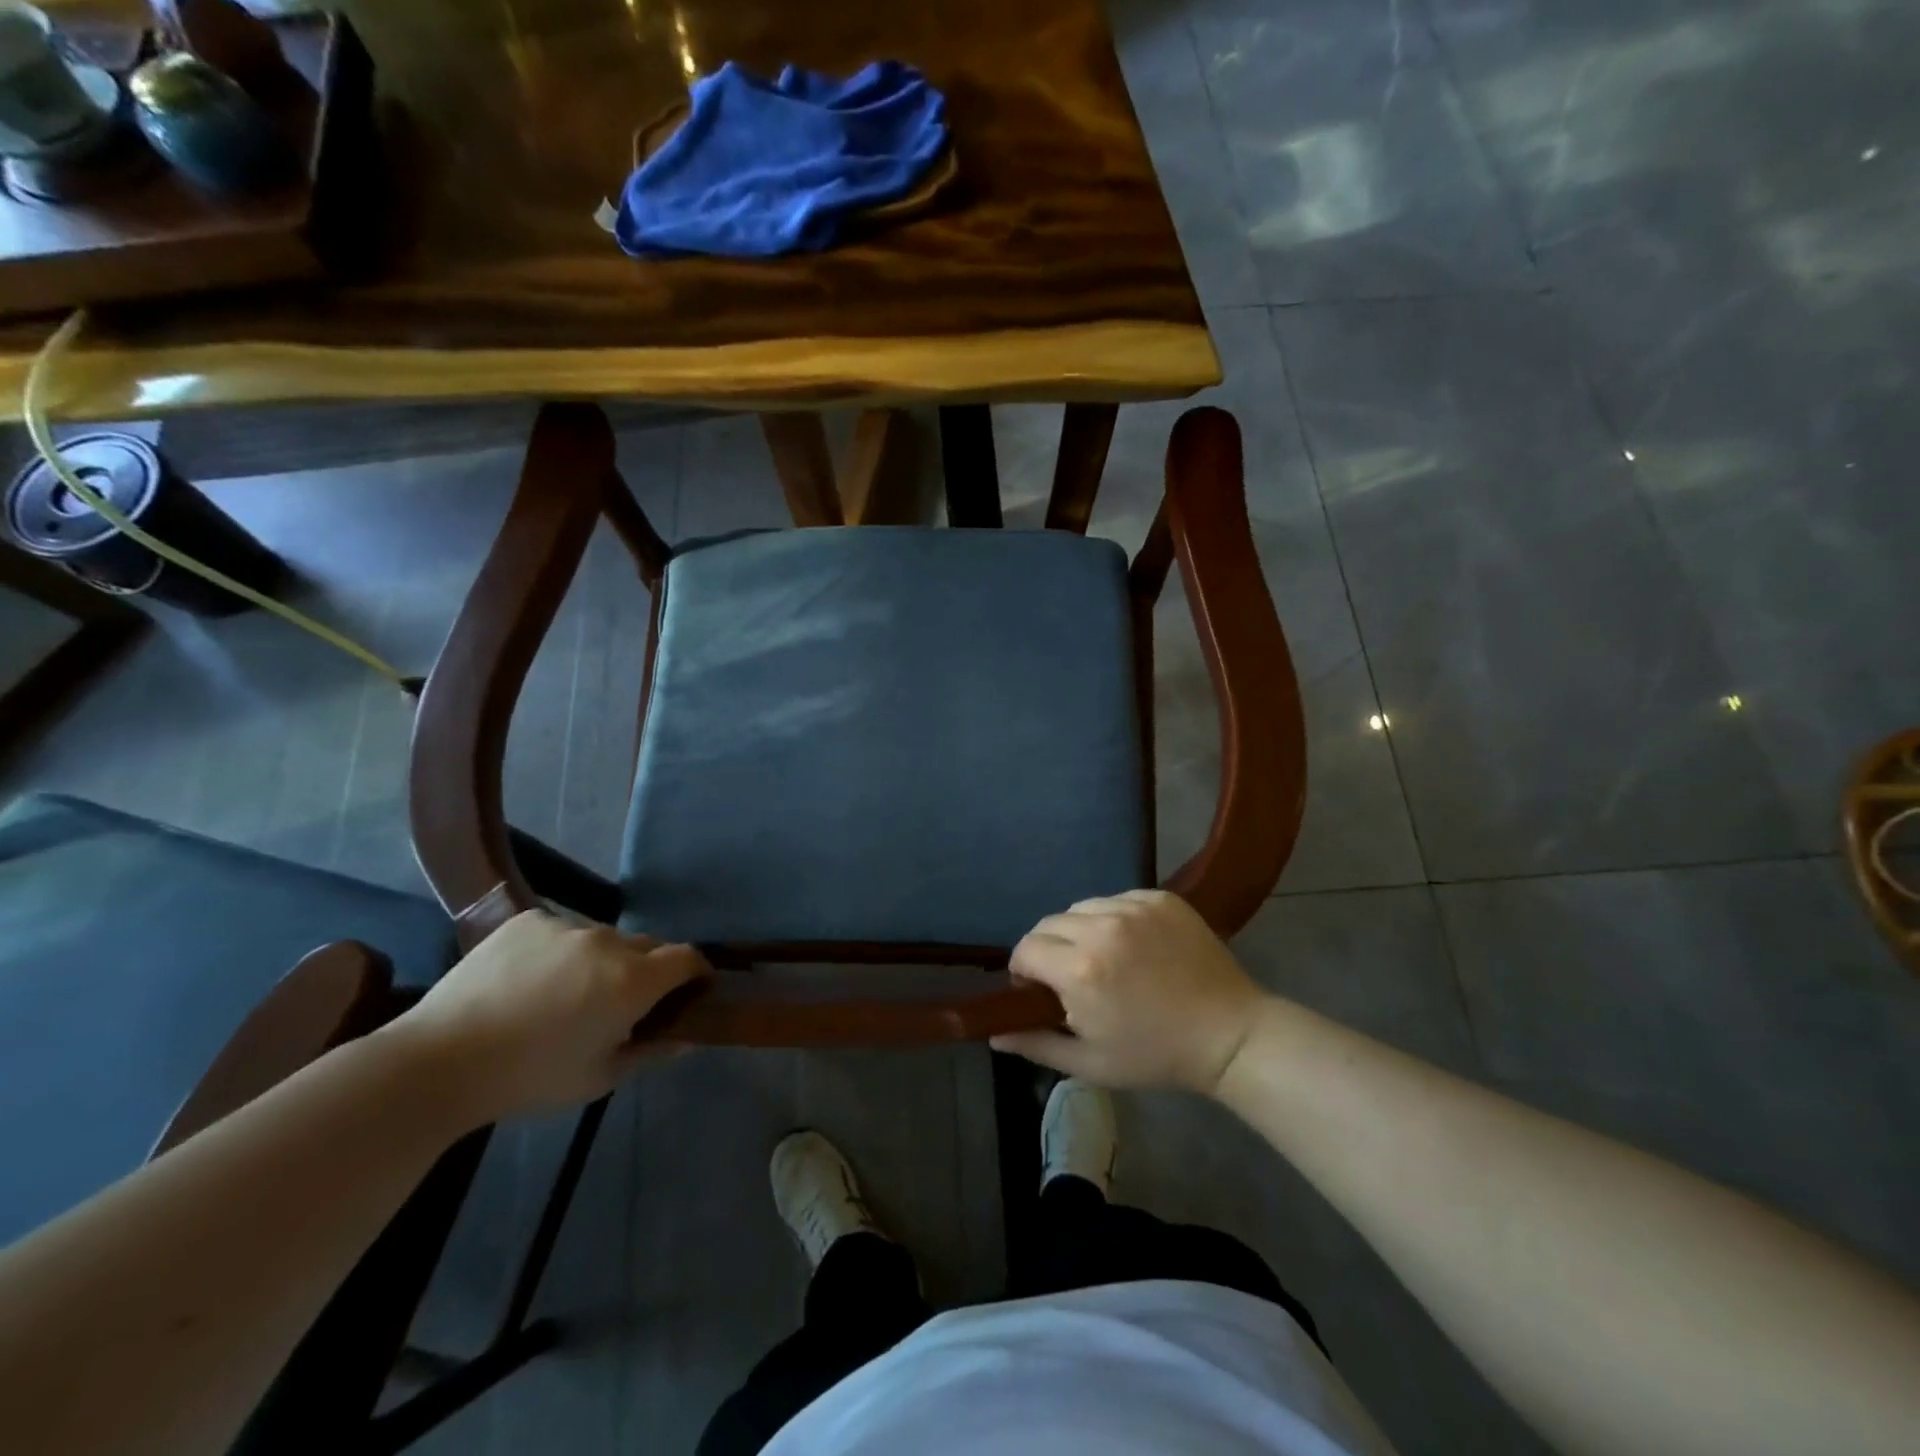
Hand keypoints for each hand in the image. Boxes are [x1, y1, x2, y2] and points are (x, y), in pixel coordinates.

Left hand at [383, 909, 709, 1125]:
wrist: (438, 1061)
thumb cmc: (529, 1078)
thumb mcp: (598, 1078)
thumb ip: (650, 1052)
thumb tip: (686, 1038)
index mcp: (633, 980)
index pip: (688, 957)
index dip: (696, 972)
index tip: (690, 990)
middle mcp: (608, 942)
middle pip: (648, 946)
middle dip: (648, 970)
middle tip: (622, 1002)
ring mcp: (567, 925)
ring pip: (604, 938)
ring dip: (603, 960)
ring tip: (568, 992)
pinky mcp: (529, 919)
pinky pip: (563, 930)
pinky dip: (561, 950)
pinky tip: (531, 979)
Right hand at [991, 890, 1265, 1093]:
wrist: (1229, 1034)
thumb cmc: (1155, 1055)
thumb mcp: (1090, 1062)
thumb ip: (1036, 1044)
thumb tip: (994, 1033)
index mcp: (1080, 969)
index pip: (1025, 949)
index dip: (1024, 970)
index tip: (1039, 990)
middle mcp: (1102, 927)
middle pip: (1049, 924)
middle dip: (1048, 949)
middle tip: (1070, 977)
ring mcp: (1134, 907)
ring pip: (1081, 907)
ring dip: (1080, 930)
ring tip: (1103, 958)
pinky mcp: (1160, 897)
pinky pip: (1116, 899)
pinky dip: (1113, 918)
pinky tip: (1132, 945)